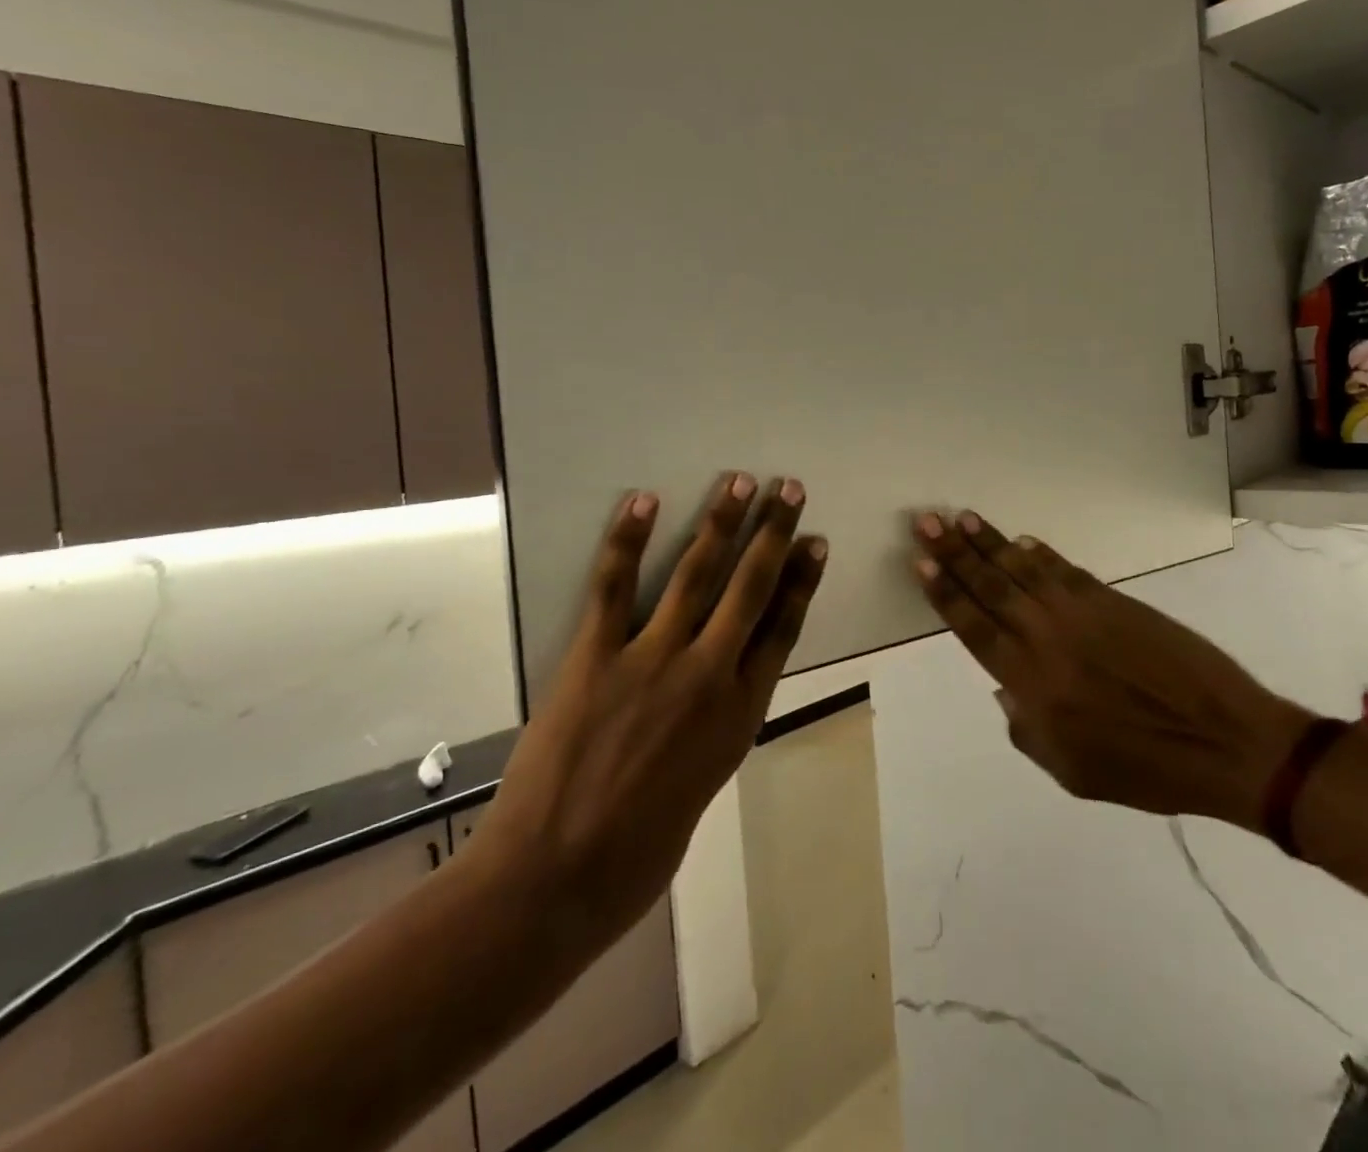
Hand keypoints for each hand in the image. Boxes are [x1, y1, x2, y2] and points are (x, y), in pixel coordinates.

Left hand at [468, 474, 826, 954]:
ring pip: (696, 575)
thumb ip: (714, 729)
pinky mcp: (595, 657)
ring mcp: (651, 661)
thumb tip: (716, 692)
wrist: (552, 884)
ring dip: (722, 523)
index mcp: (739, 715)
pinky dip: (629, 539)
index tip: (815, 543)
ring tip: (740, 483)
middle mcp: (707, 676)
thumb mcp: (703, 789)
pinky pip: (615, 586)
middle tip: (790, 490)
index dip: (802, 581)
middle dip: (773, 534)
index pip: (783, 629)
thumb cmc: (636, 857)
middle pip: (751, 589)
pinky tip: (645, 501)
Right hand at [911, 510, 1308, 828]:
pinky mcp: (1115, 600)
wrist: (1224, 741)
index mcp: (1032, 683)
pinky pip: (1066, 569)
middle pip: (990, 586)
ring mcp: (1082, 613)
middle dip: (954, 552)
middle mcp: (1047, 638)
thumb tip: (1003, 688)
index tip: (920, 562)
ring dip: (990, 542)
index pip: (974, 626)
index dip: (944, 592)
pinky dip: (1041, 553)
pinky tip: (1022, 540)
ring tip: (962, 518)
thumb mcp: (1071, 771)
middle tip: (926, 522)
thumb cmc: (1144, 769)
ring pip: (1023, 569)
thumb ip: (1026, 729)